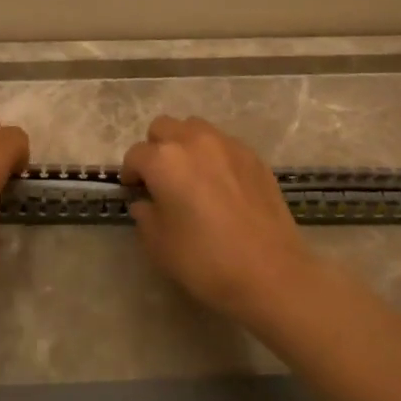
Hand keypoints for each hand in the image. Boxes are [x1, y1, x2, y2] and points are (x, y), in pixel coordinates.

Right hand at [120, 116, 314, 321]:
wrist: (270, 272)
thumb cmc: (205, 260)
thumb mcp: (159, 244)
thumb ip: (145, 215)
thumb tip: (146, 202)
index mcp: (165, 160)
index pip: (135, 155)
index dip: (130, 173)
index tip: (134, 191)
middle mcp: (194, 141)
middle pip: (164, 128)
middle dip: (155, 148)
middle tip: (160, 178)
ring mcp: (228, 145)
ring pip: (195, 128)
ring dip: (185, 144)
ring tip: (191, 175)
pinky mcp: (254, 156)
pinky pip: (224, 144)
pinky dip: (214, 155)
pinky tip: (221, 185)